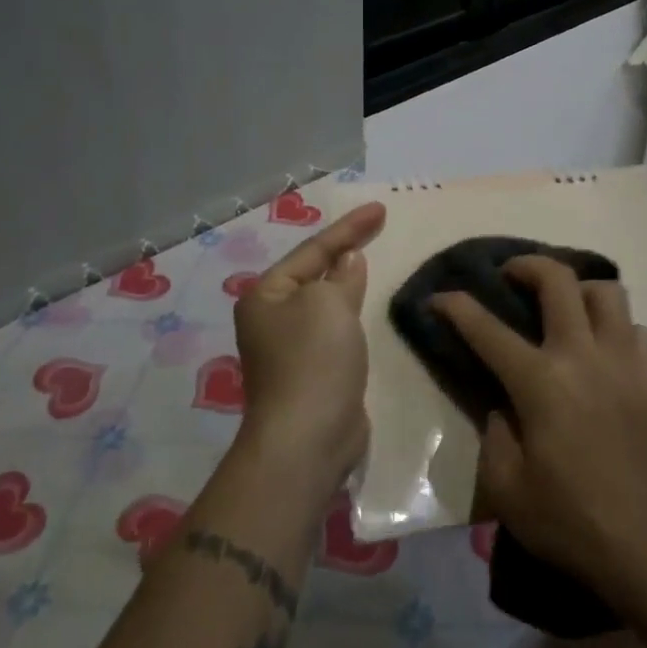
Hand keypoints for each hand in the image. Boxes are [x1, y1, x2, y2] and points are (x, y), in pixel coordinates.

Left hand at [232, 201, 386, 494]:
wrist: (308, 438)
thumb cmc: (313, 359)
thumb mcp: (330, 303)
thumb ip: (342, 276)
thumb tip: (348, 261)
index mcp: (265, 294)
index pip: (312, 249)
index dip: (349, 227)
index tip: (381, 208)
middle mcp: (271, 317)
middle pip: (314, 272)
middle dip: (344, 249)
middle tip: (378, 225)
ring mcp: (289, 347)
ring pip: (325, 301)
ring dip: (347, 281)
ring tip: (372, 256)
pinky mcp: (311, 371)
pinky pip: (334, 328)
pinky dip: (351, 312)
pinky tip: (365, 304)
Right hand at [432, 257, 646, 595]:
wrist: (645, 545)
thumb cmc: (568, 519)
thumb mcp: (505, 487)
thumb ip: (494, 433)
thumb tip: (503, 404)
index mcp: (540, 382)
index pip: (487, 329)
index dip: (456, 306)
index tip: (439, 297)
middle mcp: (583, 356)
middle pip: (558, 280)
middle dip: (527, 265)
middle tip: (511, 276)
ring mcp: (623, 363)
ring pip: (607, 292)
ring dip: (579, 289)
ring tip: (564, 306)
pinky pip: (636, 329)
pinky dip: (617, 327)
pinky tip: (603, 347)